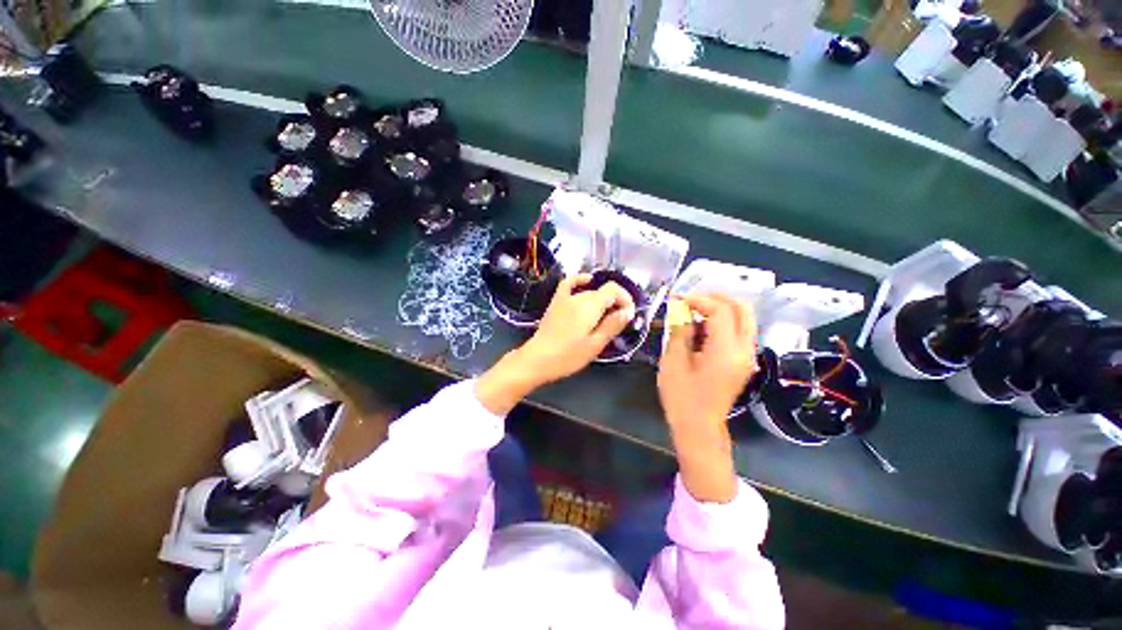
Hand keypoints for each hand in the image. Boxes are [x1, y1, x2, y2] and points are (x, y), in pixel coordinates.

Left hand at [475, 274, 635, 414]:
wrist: (537, 359)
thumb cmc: (568, 356)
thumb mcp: (595, 344)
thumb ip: (612, 325)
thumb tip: (628, 311)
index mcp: (590, 305)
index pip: (614, 290)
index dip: (625, 299)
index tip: (628, 316)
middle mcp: (579, 296)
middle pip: (603, 292)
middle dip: (615, 304)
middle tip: (618, 324)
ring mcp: (565, 297)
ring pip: (590, 292)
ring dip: (602, 301)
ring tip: (605, 317)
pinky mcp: (556, 302)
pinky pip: (569, 283)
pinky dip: (579, 280)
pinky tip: (586, 282)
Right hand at [658, 293, 757, 502]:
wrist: (699, 427)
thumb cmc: (682, 396)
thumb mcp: (674, 361)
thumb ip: (680, 331)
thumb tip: (681, 310)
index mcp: (726, 351)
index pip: (721, 310)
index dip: (699, 300)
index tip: (677, 300)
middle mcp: (744, 350)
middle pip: (742, 308)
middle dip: (716, 298)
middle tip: (691, 299)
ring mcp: (748, 356)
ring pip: (744, 318)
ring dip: (721, 309)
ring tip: (694, 312)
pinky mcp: (744, 361)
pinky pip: (740, 331)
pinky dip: (724, 322)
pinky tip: (702, 328)